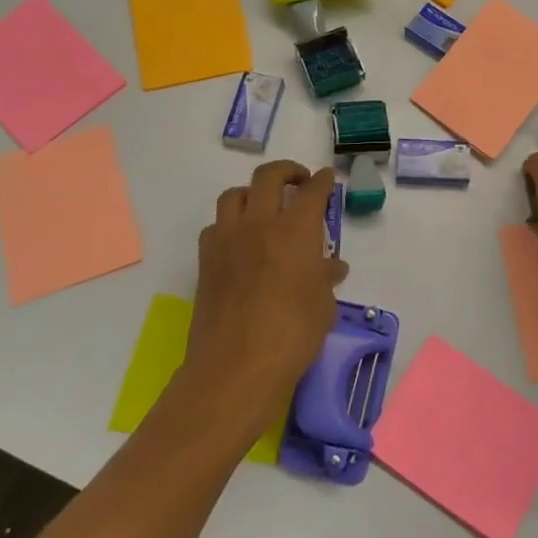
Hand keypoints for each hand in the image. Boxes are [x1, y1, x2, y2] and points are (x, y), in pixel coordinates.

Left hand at [182, 160, 348, 438]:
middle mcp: (260, 222)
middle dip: (287, 171)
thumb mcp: (323, 305)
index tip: (327, 178)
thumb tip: (331, 266)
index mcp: (296, 228)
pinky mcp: (206, 259)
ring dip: (253, 193)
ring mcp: (228, 238)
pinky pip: (216, 226)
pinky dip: (230, 224)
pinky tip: (240, 242)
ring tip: (264, 207)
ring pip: (235, 194)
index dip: (322, 181)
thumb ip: (325, 278)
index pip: (313, 190)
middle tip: (298, 182)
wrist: (236, 366)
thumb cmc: (292, 334)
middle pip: (269, 176)